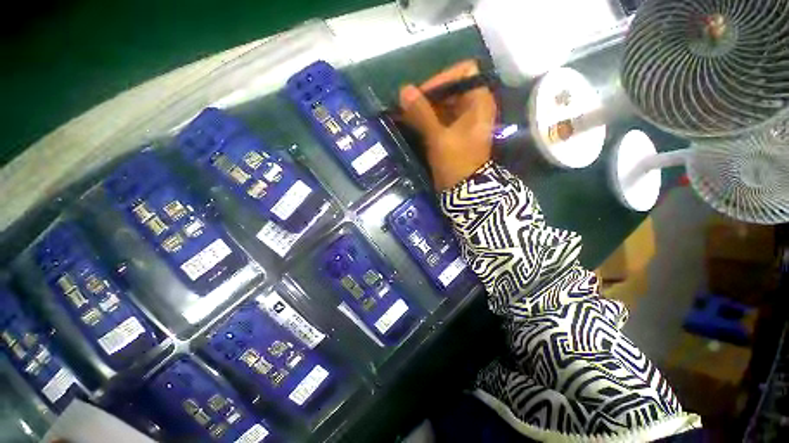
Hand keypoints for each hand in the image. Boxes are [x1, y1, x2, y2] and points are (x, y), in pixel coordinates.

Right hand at [399, 60, 496, 190]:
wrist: (464, 192)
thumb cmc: (456, 163)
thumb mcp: (439, 137)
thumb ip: (422, 113)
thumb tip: (404, 90)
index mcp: (479, 102)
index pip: (463, 72)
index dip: (441, 79)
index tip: (422, 94)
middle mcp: (474, 107)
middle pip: (450, 89)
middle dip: (427, 97)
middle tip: (407, 107)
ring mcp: (464, 122)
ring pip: (443, 106)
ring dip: (424, 110)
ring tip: (405, 117)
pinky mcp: (455, 134)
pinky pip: (440, 120)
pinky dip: (426, 121)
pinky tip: (411, 125)